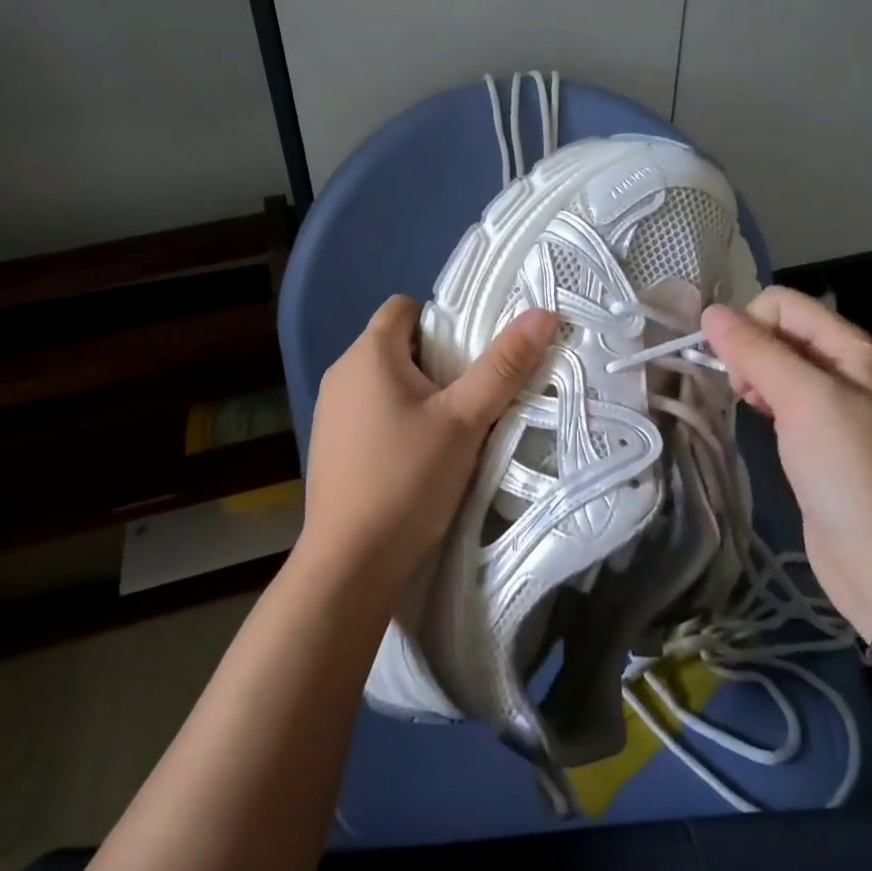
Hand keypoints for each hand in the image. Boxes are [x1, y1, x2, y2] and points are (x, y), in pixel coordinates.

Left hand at [300, 296, 556, 585]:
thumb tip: (542, 313)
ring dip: (417, 392)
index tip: (471, 353)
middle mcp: (340, 373)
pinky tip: (418, 457)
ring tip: (452, 427)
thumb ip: (503, 366)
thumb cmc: (408, 479)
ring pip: (383, 381)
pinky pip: (369, 412)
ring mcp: (329, 411)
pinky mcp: (329, 445)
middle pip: (395, 343)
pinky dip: (396, 419)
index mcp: (368, 354)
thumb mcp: (465, 420)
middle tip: (473, 392)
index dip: (440, 319)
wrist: (351, 563)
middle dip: (435, 359)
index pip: (403, 307)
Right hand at [701, 287, 871, 636]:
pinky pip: (781, 400)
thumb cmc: (851, 473)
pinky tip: (762, 425)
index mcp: (854, 350)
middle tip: (747, 394)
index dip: (750, 325)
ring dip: (753, 378)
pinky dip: (763, 403)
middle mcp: (847, 370)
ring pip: (776, 367)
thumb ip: (757, 351)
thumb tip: (709, 312)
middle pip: (779, 332)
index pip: (784, 304)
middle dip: (750, 353)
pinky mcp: (820, 440)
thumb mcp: (805, 400)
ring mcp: (835, 407)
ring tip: (753, 410)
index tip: (738, 368)